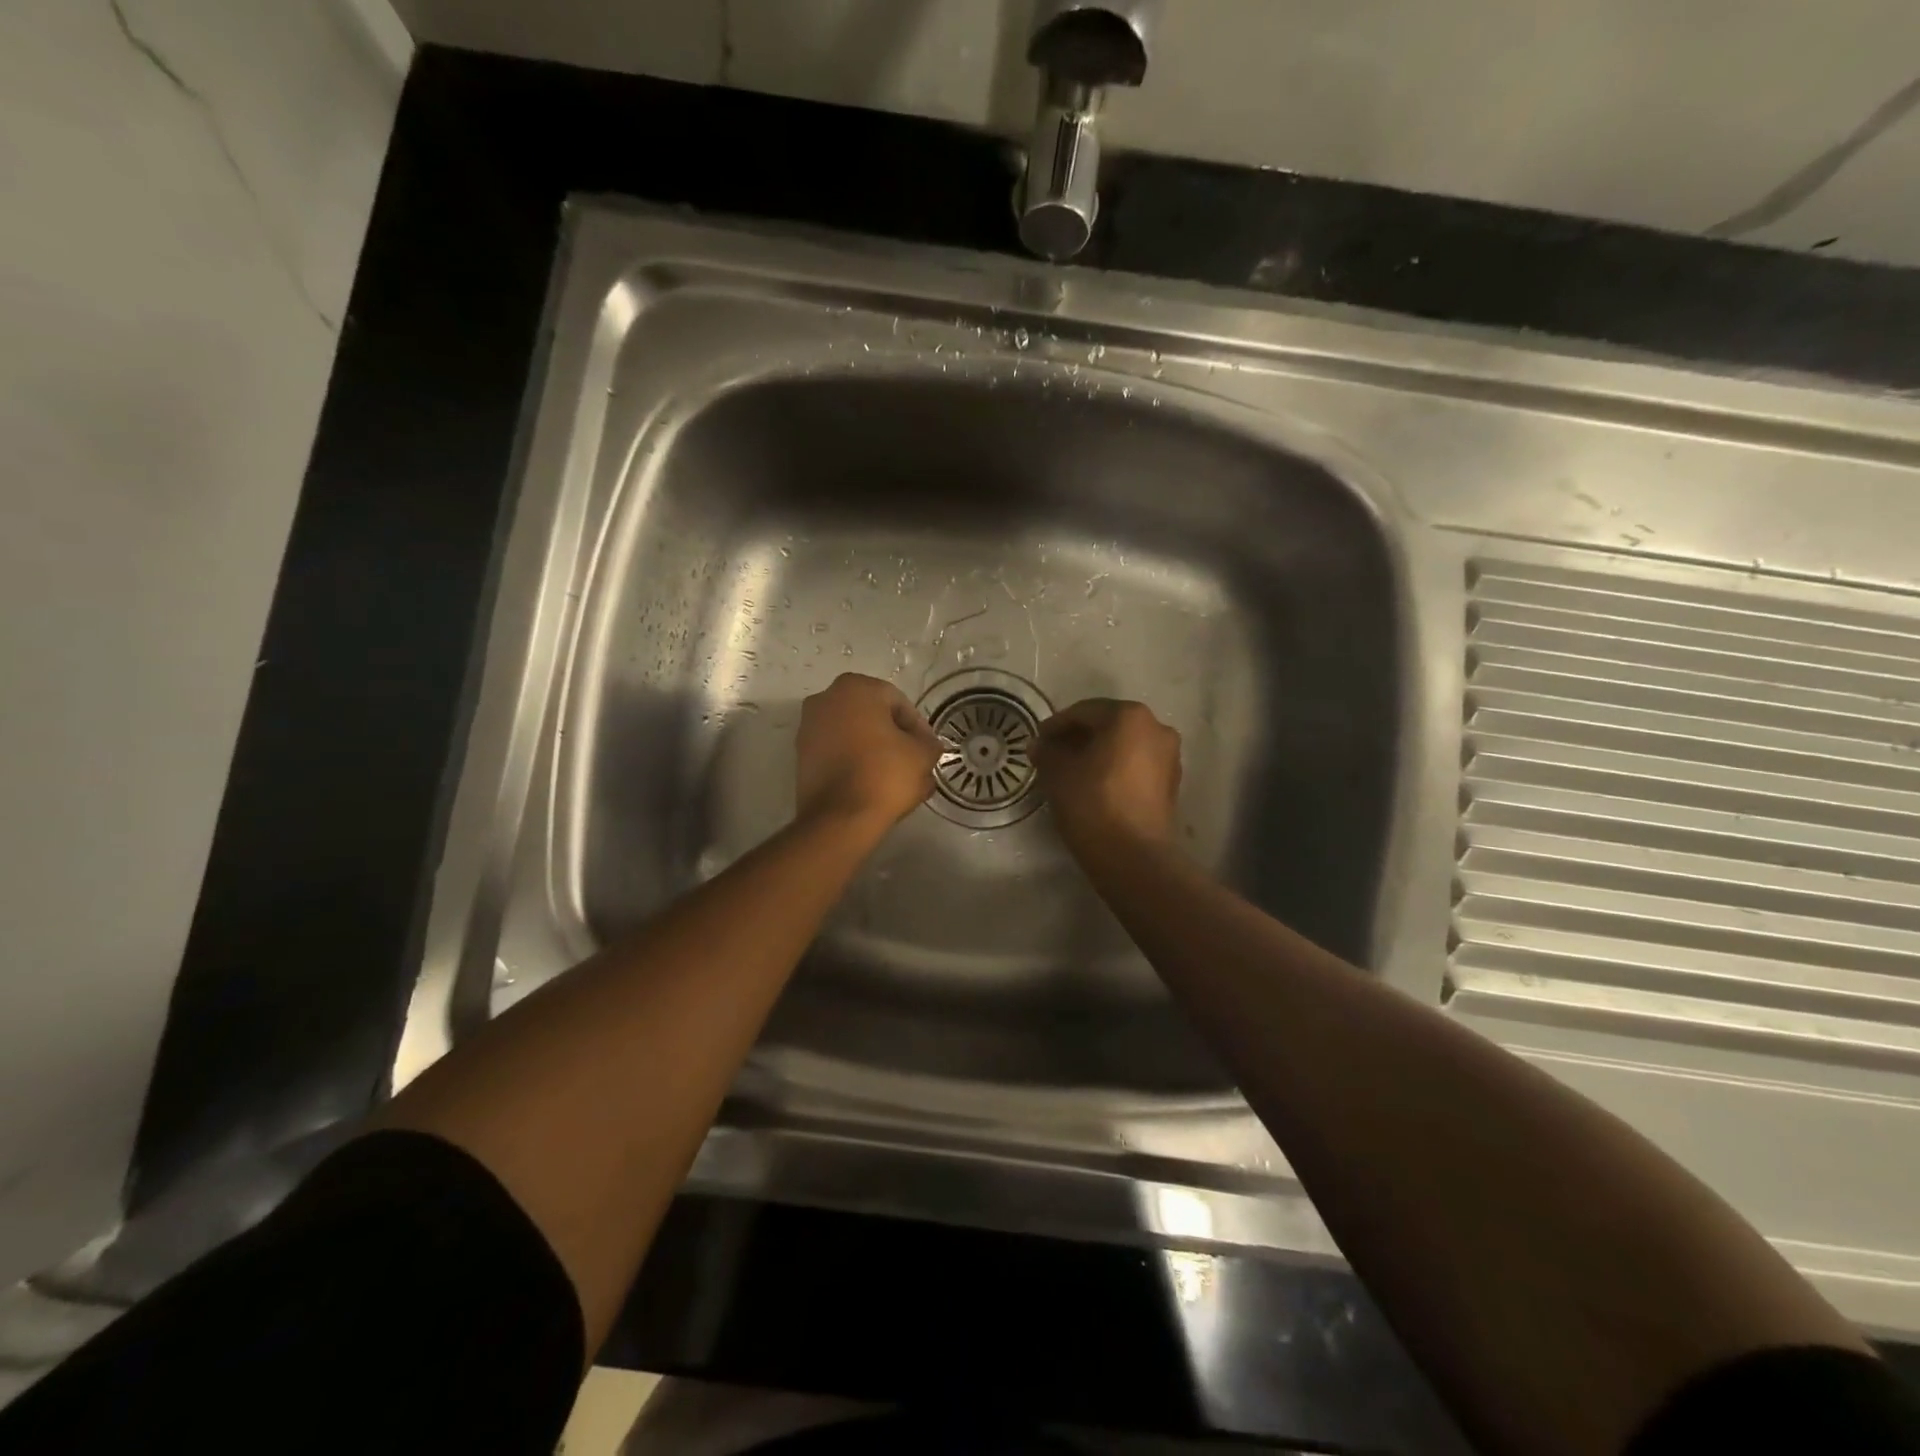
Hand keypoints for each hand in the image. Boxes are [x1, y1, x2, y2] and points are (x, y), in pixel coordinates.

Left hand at [796, 673, 940, 832]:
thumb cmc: (884, 774)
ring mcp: (808, 728)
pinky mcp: (800, 756)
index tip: (928, 750)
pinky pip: (837, 752)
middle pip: (872, 716)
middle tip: (913, 762)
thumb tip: (927, 745)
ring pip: (853, 735)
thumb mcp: (923, 755)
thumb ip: (929, 743)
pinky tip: (871, 784)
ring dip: (874, 750)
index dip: (918, 727)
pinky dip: (854, 762)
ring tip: (894, 777)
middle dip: (894, 737)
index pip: (898, 702)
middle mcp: (825, 699)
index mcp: (855, 687)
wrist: (839, 817)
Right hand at [1035, 699, 1181, 857]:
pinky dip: (1114, 770)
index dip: (1056, 725)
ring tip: (1070, 772)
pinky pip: (1136, 767)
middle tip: (1051, 754)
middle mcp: (1157, 728)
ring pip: (1124, 747)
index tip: (1037, 741)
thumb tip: (1039, 745)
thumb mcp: (1058, 773)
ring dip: (1097, 754)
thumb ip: (1047, 752)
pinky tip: (1093, 786)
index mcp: (1130, 716)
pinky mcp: (1171, 785)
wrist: (1134, 857)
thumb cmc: (1093, 803)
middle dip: (1078, 738)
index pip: (1084, 712)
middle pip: (1108, 726)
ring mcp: (1169, 758)